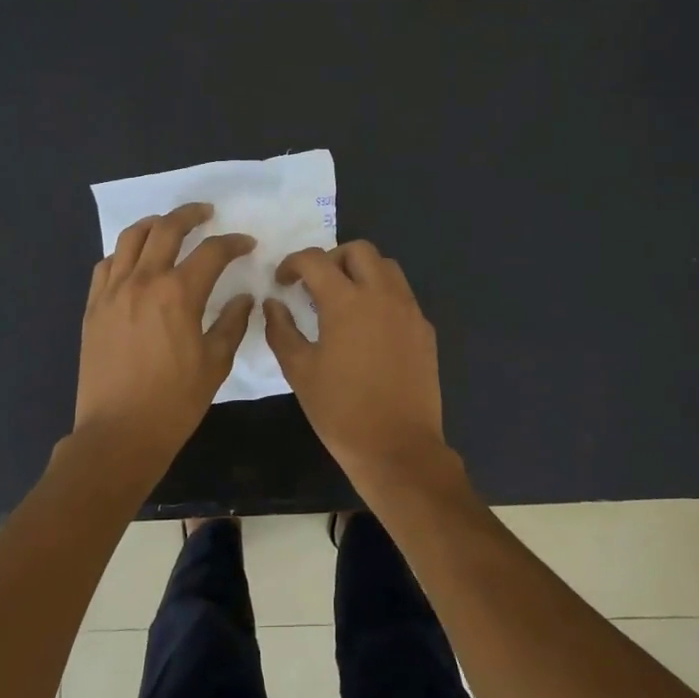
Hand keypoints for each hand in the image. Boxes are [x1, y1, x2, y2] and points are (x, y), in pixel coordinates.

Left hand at [75, 202, 254, 466]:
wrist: (118, 433)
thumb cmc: (174, 402)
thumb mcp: (215, 364)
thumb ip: (231, 323)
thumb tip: (243, 298)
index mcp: (178, 294)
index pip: (212, 251)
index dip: (233, 242)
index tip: (246, 244)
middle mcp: (143, 281)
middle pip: (166, 228)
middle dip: (190, 214)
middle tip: (206, 212)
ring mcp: (112, 291)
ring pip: (130, 238)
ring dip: (154, 224)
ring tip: (168, 225)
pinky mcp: (93, 307)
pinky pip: (106, 264)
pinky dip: (124, 253)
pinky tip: (135, 261)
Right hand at [263, 241, 450, 482]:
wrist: (397, 447)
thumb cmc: (340, 410)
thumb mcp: (299, 371)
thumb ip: (281, 329)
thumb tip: (273, 303)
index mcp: (347, 301)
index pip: (315, 260)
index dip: (292, 264)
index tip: (282, 282)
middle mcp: (382, 295)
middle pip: (359, 250)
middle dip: (332, 259)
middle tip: (315, 286)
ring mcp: (409, 311)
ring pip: (387, 268)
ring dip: (361, 272)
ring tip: (344, 301)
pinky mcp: (425, 330)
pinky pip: (402, 296)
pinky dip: (382, 296)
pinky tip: (369, 328)